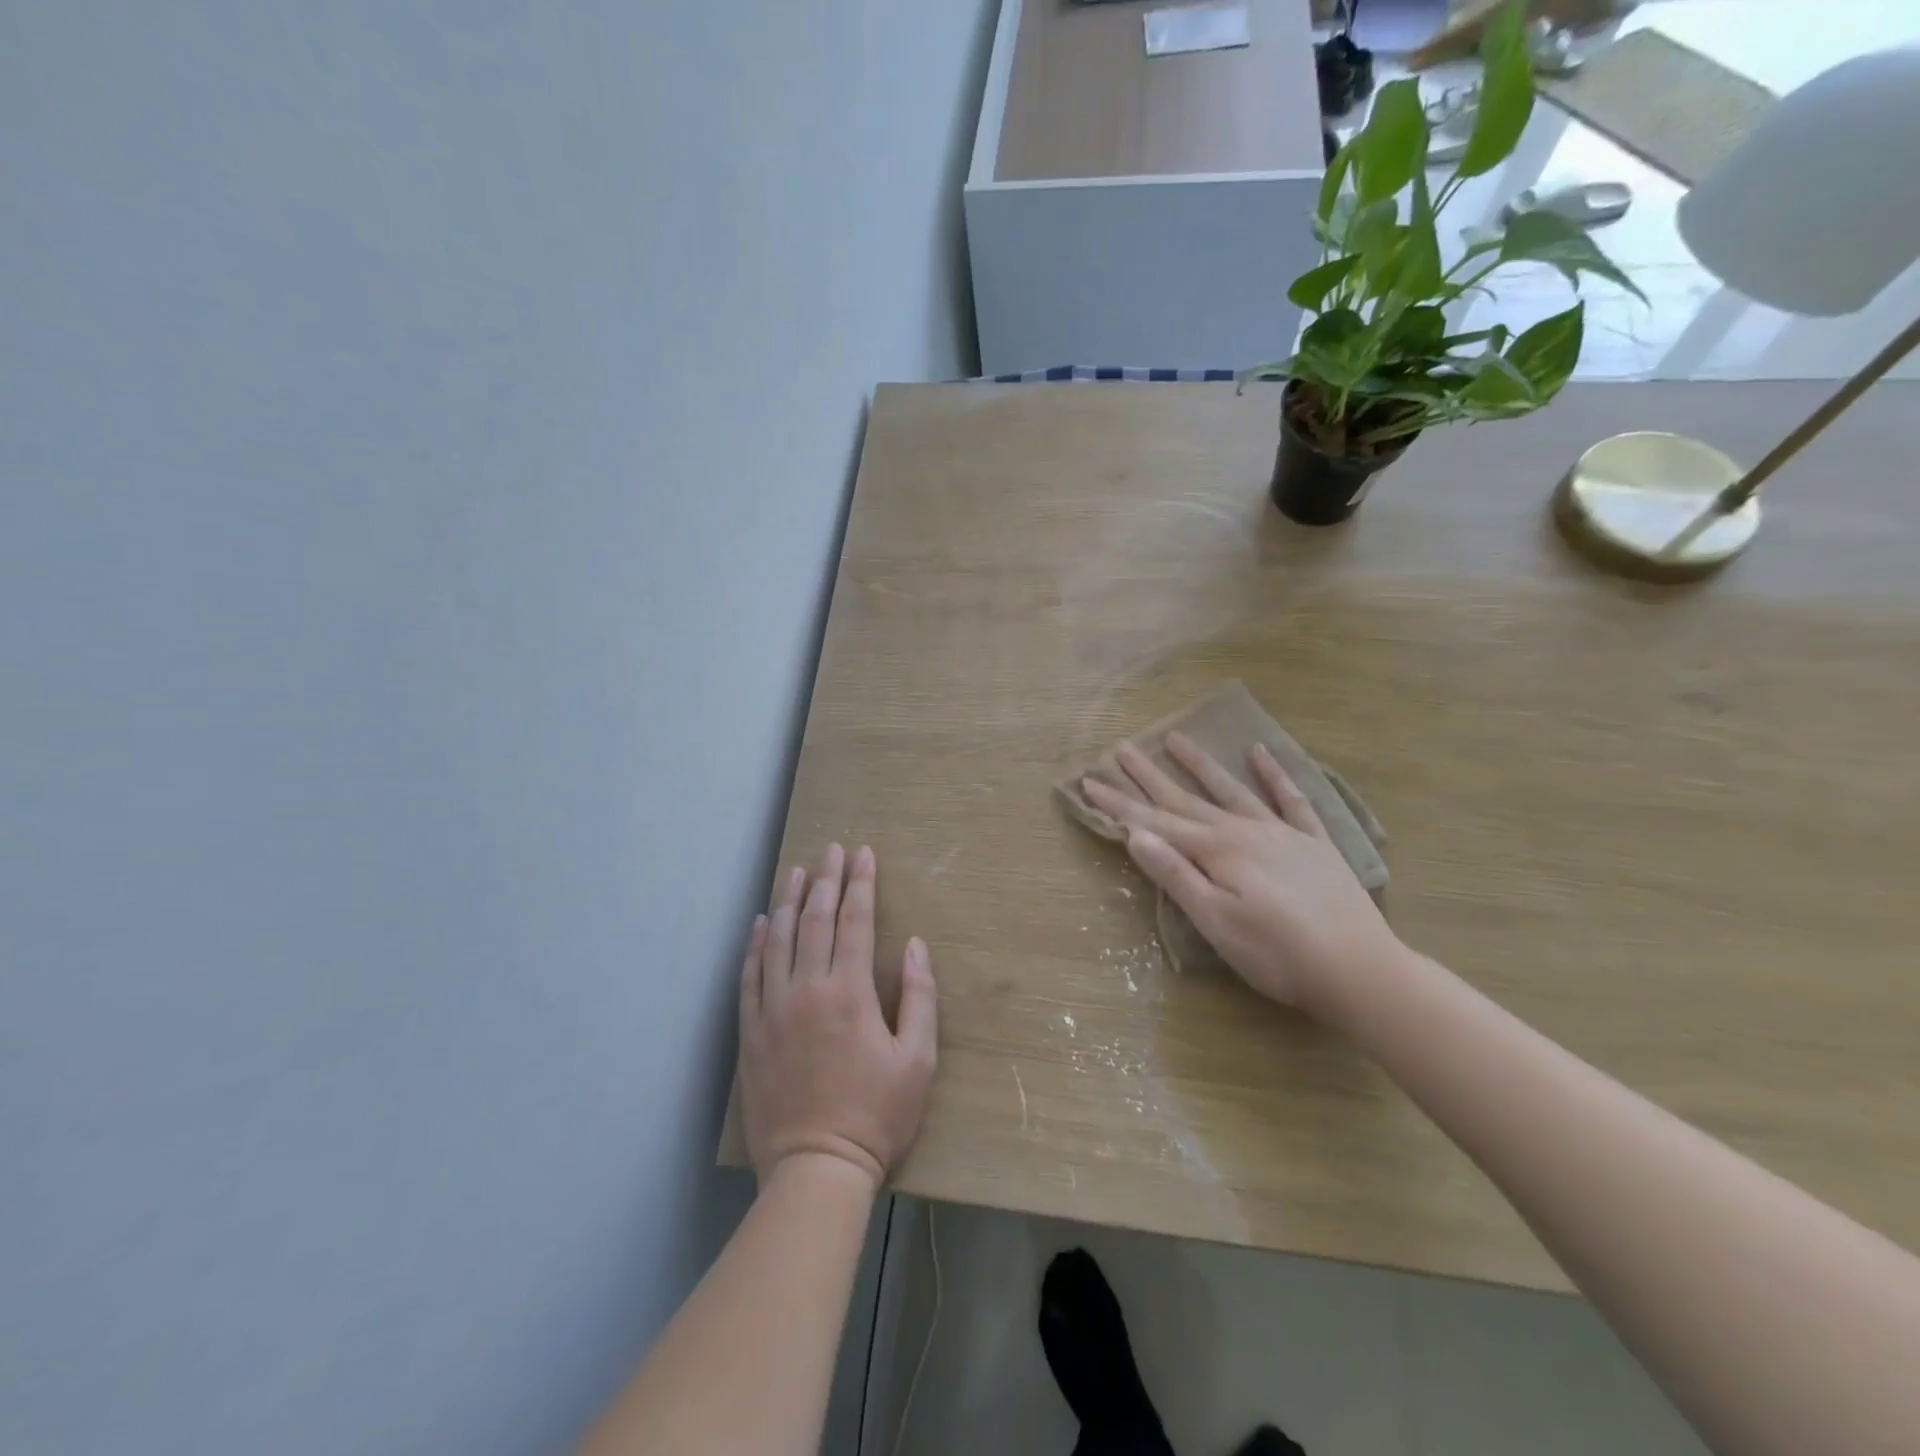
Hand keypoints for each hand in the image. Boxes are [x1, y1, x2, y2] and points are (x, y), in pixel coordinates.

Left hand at [739, 843, 937, 1190]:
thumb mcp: (918, 1060)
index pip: (855, 921)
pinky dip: (755, 945)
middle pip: (815, 920)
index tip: (864, 854)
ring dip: (789, 901)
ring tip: (796, 871)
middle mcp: (807, 989)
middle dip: (826, 880)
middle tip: (831, 850)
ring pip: (778, 940)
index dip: (861, 884)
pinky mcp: (751, 1033)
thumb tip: (913, 944)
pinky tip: (761, 924)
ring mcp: (773, 1010)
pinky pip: (749, 976)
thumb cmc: (877, 1115)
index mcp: (850, 992)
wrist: (815, 1170)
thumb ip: (919, 996)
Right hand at [1081, 734, 1401, 1017]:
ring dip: (1201, 765)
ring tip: (1176, 738)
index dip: (1119, 804)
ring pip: (1232, 790)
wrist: (1359, 969)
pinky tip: (1259, 752)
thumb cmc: (1276, 955)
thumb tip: (1136, 834)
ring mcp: (1282, 833)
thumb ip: (1176, 875)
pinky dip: (1274, 774)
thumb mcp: (1215, 922)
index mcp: (1217, 851)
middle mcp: (1244, 831)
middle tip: (1122, 748)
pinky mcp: (1315, 844)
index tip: (1089, 782)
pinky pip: (1292, 799)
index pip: (1155, 822)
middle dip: (1150, 776)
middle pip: (1186, 799)